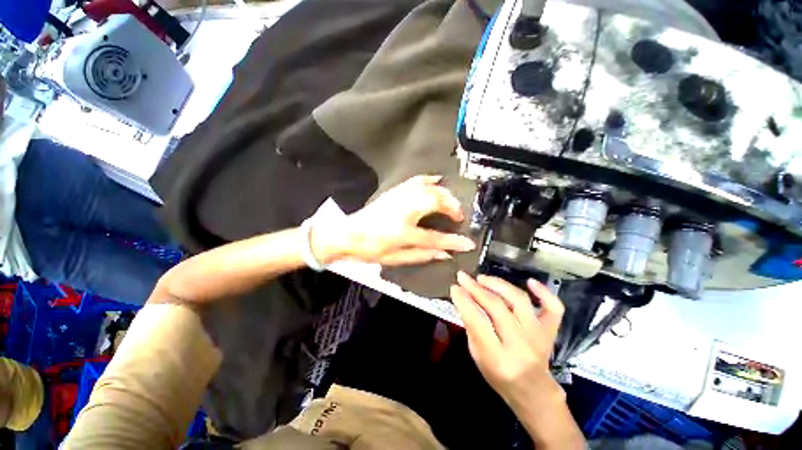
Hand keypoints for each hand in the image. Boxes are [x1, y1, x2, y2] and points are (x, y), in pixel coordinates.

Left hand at [312, 175, 475, 265]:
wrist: (349, 234)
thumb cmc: (371, 249)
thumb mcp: (396, 258)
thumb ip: (422, 255)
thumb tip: (444, 253)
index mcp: (403, 232)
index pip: (435, 237)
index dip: (454, 241)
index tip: (468, 242)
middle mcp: (403, 211)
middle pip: (436, 202)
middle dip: (453, 207)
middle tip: (459, 217)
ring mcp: (399, 198)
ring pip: (429, 189)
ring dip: (445, 194)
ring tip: (452, 203)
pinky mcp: (395, 192)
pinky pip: (416, 180)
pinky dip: (429, 179)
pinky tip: (438, 179)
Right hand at [450, 272, 564, 408]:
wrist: (533, 391)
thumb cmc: (499, 376)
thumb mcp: (477, 356)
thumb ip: (472, 327)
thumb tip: (463, 298)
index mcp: (498, 357)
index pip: (478, 321)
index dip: (464, 301)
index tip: (454, 287)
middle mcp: (520, 345)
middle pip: (497, 307)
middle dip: (476, 288)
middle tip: (463, 277)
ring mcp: (539, 336)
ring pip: (520, 301)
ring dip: (499, 285)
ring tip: (483, 278)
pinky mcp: (550, 331)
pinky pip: (554, 308)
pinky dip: (545, 292)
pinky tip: (530, 282)